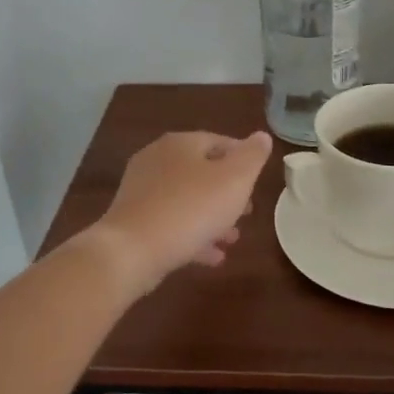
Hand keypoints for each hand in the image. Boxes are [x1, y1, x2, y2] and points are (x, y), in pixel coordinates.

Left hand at [88, 130, 272, 297]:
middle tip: (248, 212)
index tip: (258, 182)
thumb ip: (252, 157)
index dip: (243, 160)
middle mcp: (157, 160)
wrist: (132, 251)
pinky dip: (193, 236)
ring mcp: (142, 191)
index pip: (219, 142)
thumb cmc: (191, 209)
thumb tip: (262, 137)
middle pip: (202, 172)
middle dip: (228, 193)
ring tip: (232, 238)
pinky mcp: (134, 220)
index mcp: (181, 144)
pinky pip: (171, 223)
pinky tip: (212, 256)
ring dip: (213, 218)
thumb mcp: (235, 180)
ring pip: (187, 200)